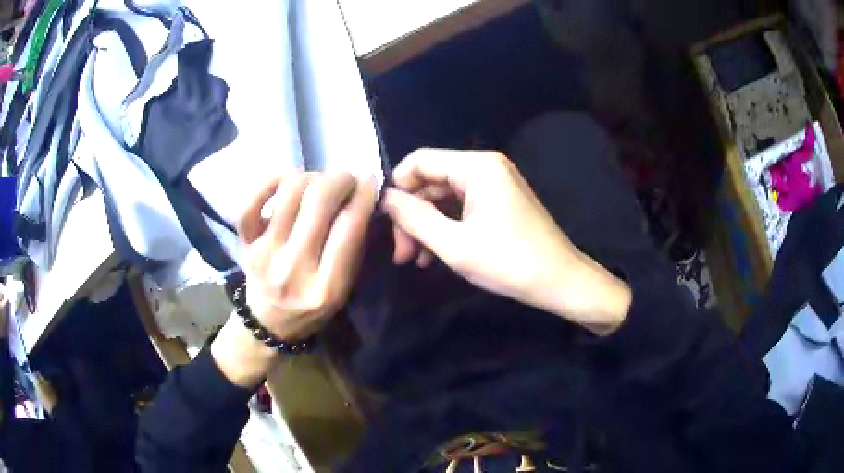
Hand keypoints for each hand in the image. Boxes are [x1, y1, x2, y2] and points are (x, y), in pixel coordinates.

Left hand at [212, 172, 376, 387]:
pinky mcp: (245, 244)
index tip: (370, 181)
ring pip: (288, 193)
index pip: (349, 227)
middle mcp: (293, 268)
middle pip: (319, 201)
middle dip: (339, 179)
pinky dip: (268, 182)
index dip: (364, 195)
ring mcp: (264, 254)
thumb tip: (360, 198)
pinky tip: (286, 179)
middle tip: (346, 178)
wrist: (269, 324)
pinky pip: (249, 203)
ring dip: (310, 177)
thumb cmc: (312, 308)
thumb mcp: (344, 290)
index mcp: (326, 288)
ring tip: (318, 182)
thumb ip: (354, 248)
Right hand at [381, 149, 630, 334]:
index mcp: (476, 166)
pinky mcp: (500, 201)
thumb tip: (385, 199)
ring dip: (427, 226)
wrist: (561, 281)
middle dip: (412, 216)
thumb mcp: (454, 244)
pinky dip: (446, 227)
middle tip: (401, 255)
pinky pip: (462, 207)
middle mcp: (486, 167)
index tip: (386, 224)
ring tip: (415, 260)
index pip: (419, 161)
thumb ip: (414, 218)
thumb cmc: (509, 262)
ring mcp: (495, 184)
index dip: (397, 188)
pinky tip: (435, 255)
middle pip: (431, 181)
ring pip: (445, 197)